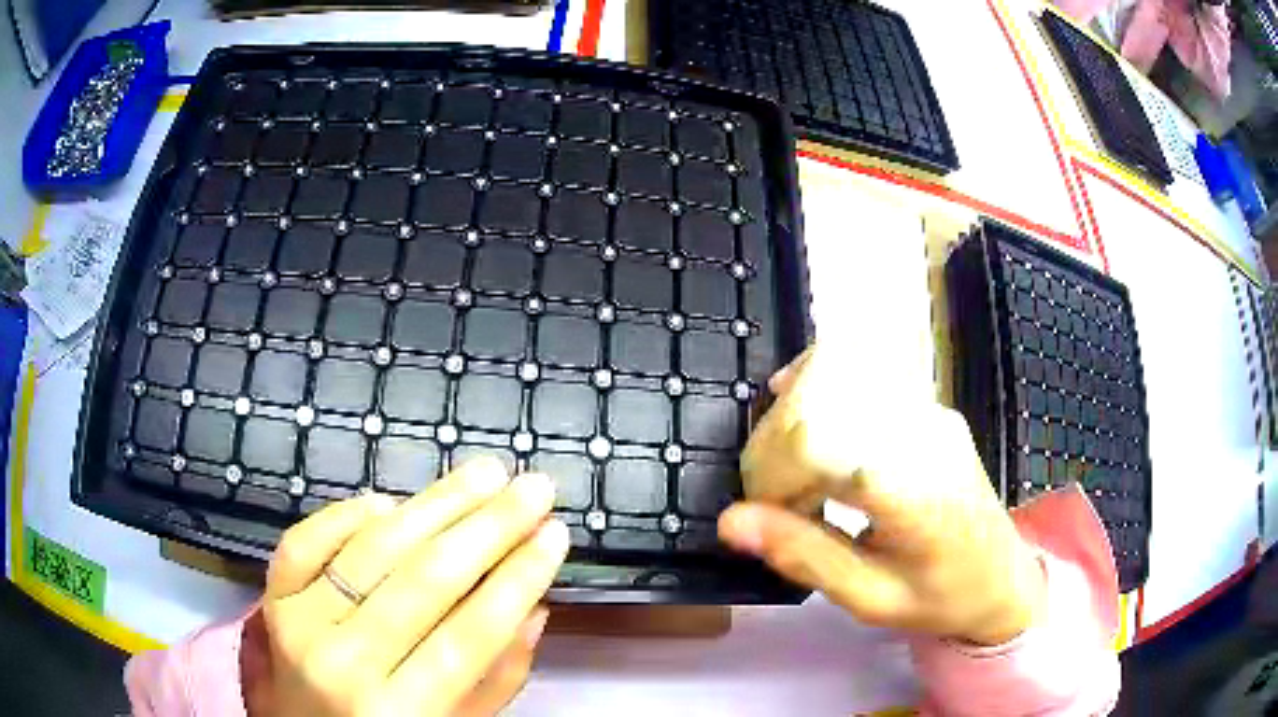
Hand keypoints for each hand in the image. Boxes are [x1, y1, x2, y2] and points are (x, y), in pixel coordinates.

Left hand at [246, 458, 568, 715]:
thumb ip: (498, 677)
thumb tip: (535, 604)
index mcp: (400, 711)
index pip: (471, 635)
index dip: (518, 577)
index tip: (556, 532)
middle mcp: (345, 663)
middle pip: (424, 582)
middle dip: (489, 527)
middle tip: (532, 487)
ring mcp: (299, 623)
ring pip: (371, 551)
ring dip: (433, 505)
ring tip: (483, 475)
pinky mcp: (272, 597)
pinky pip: (305, 541)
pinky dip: (347, 514)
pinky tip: (389, 501)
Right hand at [718, 346, 1044, 645]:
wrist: (1002, 576)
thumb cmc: (940, 597)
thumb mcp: (870, 598)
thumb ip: (804, 555)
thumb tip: (732, 520)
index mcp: (912, 485)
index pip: (816, 444)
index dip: (770, 474)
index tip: (761, 519)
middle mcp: (922, 430)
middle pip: (820, 402)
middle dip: (774, 447)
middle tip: (769, 501)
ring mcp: (928, 409)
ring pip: (837, 374)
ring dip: (792, 417)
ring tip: (786, 470)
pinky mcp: (927, 405)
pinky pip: (862, 374)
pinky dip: (818, 389)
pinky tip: (800, 412)